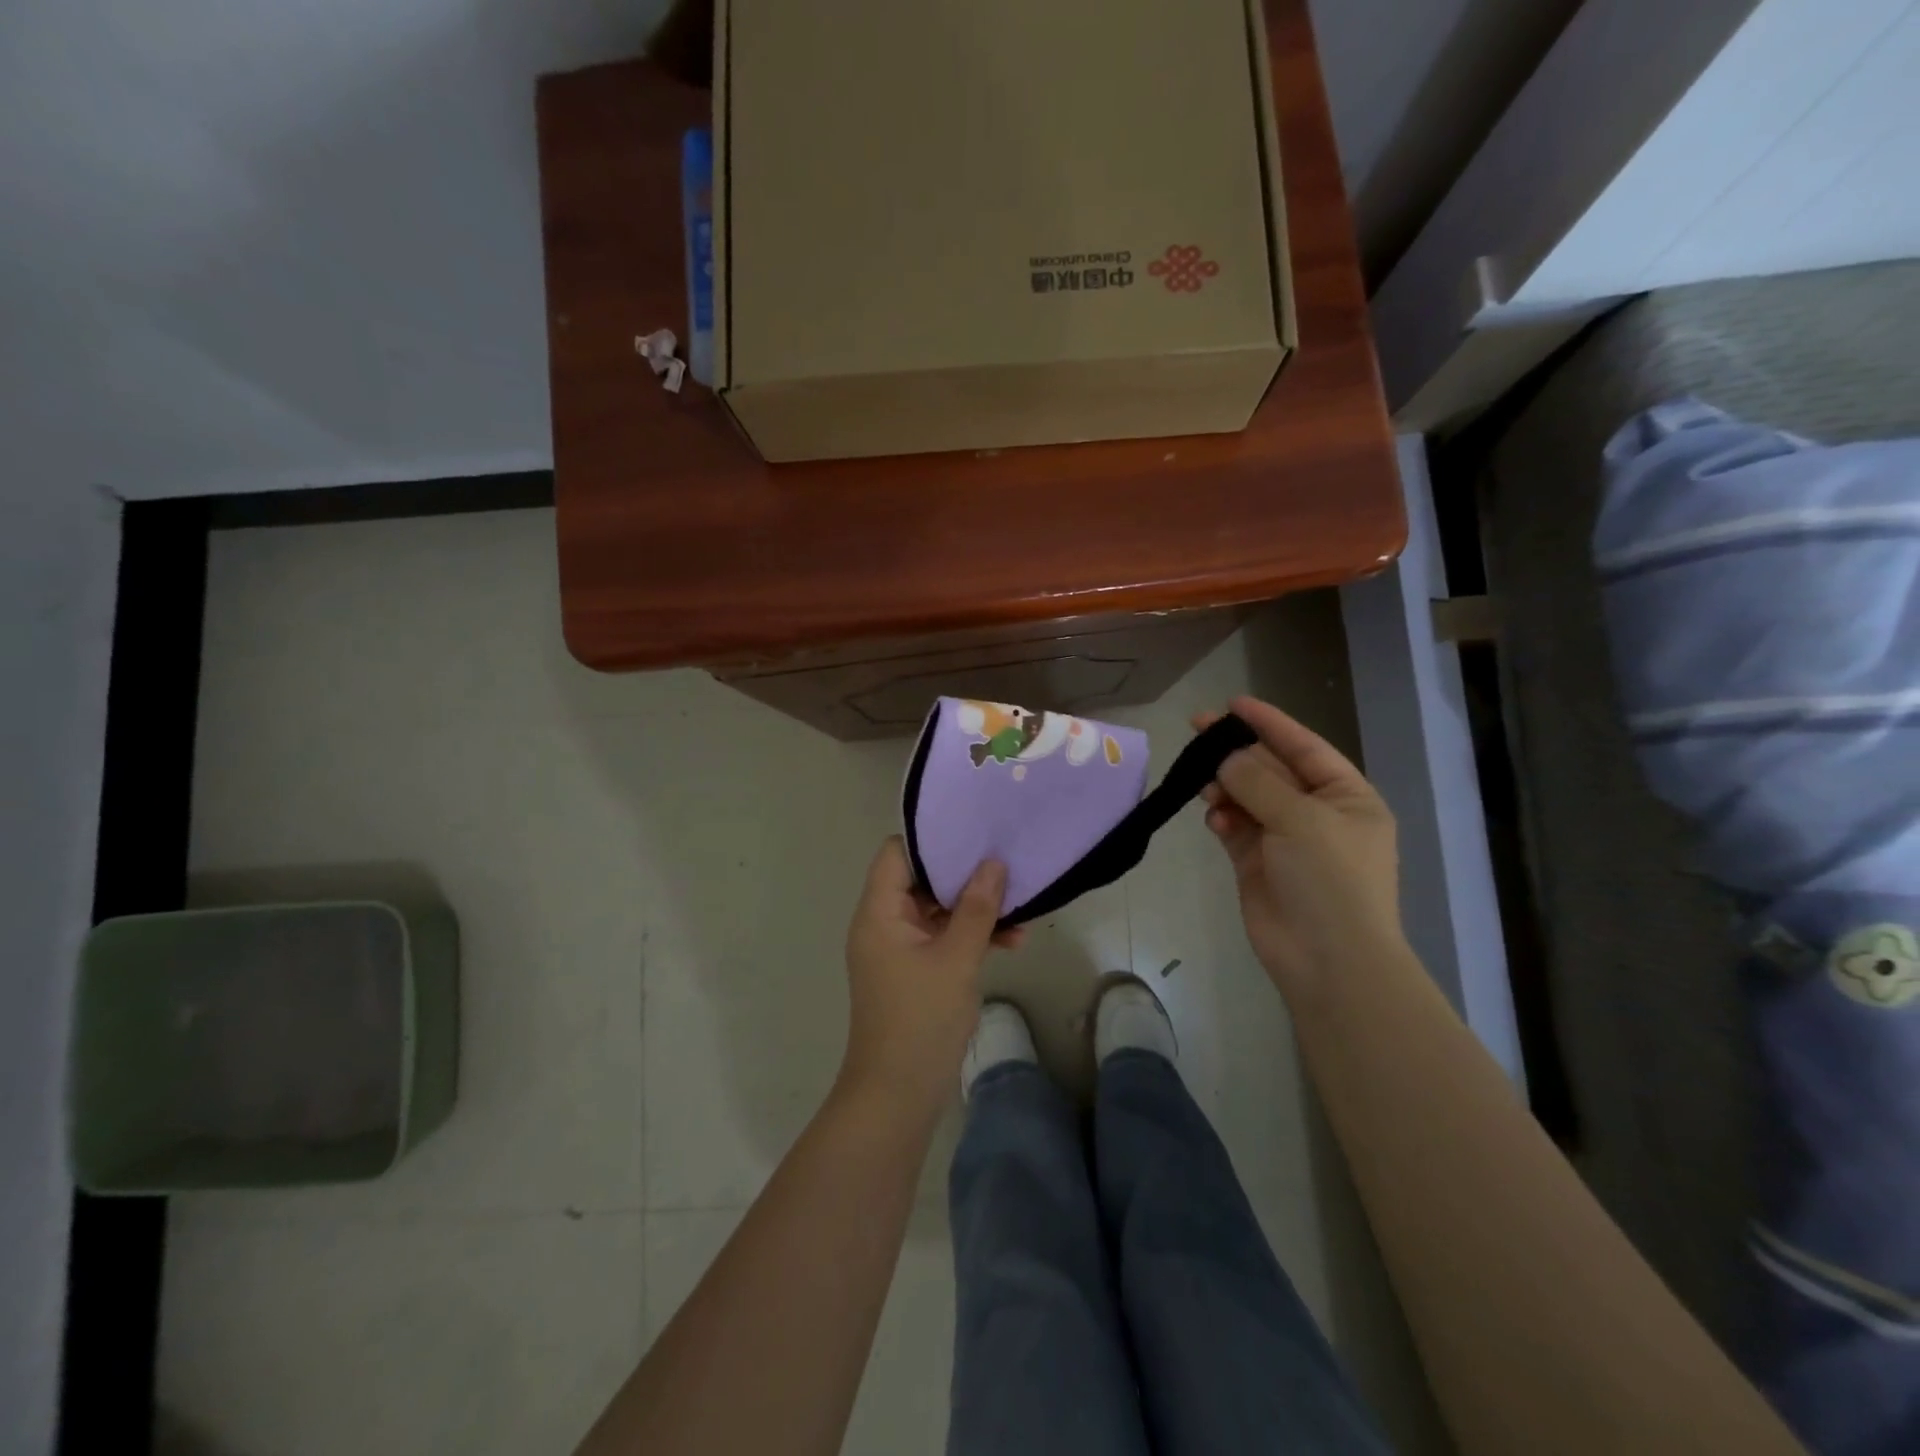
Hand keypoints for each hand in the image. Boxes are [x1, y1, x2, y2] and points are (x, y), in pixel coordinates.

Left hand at [840, 838, 1019, 1115]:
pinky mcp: (915, 971)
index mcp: (879, 912)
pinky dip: (971, 937)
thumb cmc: (921, 1019)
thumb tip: (993, 862)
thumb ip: (977, 909)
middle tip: (1006, 864)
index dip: (931, 840)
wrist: (898, 1095)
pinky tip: (1013, 942)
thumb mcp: (956, 959)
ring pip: (937, 911)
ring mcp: (899, 949)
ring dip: (975, 910)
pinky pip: (943, 938)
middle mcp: (884, 923)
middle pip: (920, 880)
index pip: (896, 853)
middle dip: (964, 875)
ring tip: (1021, 909)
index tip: (973, 833)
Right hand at [1197, 696, 1402, 1006]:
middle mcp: (1317, 813)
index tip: (1232, 704)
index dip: (1270, 723)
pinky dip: (1223, 818)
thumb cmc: (1330, 880)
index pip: (1304, 747)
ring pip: (1248, 797)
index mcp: (1346, 797)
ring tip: (1204, 783)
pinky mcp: (1257, 863)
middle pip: (1271, 770)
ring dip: (1227, 786)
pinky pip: (1235, 827)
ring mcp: (1286, 839)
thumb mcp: (1301, 819)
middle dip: (1237, 752)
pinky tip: (1214, 817)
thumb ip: (1258, 782)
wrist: (1327, 960)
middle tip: (1197, 730)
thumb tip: (1225, 759)